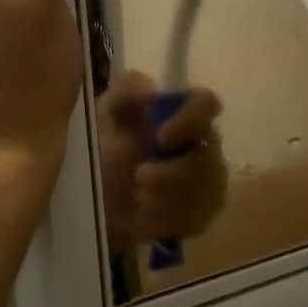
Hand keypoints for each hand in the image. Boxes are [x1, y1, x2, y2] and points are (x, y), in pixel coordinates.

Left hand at [96, 73, 227, 253]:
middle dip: (172, 173)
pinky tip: (146, 216)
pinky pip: (197, 218)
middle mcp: (203, 144)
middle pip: (208, 157)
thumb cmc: (105, 149)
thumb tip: (151, 87)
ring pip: (204, 191)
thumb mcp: (106, 115)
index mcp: (182, 114)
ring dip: (166, 197)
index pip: (207, 104)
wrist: (98, 201)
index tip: (162, 136)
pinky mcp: (204, 212)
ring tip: (137, 198)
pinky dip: (167, 219)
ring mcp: (209, 180)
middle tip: (139, 178)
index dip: (192, 118)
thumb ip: (125, 92)